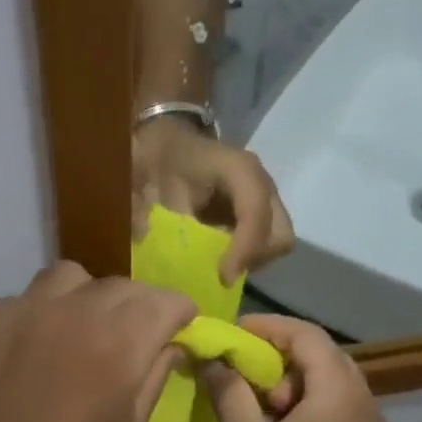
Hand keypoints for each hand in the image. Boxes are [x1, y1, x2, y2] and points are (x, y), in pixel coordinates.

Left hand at [0, 263, 195, 421]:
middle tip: (135, 336)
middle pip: (120, 286)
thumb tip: (171, 344)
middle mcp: (72, 310)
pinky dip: (42, 313)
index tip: (181, 328)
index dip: (179, 312)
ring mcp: (24, 310)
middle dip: (138, 306)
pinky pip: (26, 299)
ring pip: (69, 278)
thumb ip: (154, 375)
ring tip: (82, 329)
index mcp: (118, 339)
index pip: (164, 300)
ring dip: (87, 297)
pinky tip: (36, 348)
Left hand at [132, 117, 293, 284]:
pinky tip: (218, 257)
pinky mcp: (260, 214)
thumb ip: (142, 207)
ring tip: (217, 265)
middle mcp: (260, 183)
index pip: (255, 211)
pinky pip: (265, 244)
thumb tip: (144, 237)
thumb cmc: (160, 158)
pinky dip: (246, 257)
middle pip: (279, 234)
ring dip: (250, 260)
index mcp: (237, 168)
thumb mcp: (146, 179)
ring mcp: (264, 199)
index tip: (222, 276)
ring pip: (276, 243)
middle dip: (252, 258)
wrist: (168, 145)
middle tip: (220, 272)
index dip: (245, 248)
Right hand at [201, 315, 384, 421]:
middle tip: (241, 367)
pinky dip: (303, 401)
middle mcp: (363, 402)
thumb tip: (212, 359)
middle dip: (278, 354)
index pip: (307, 336)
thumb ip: (228, 389)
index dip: (268, 327)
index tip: (233, 334)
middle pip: (321, 355)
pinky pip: (334, 406)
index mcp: (339, 393)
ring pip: (328, 381)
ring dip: (290, 379)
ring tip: (253, 398)